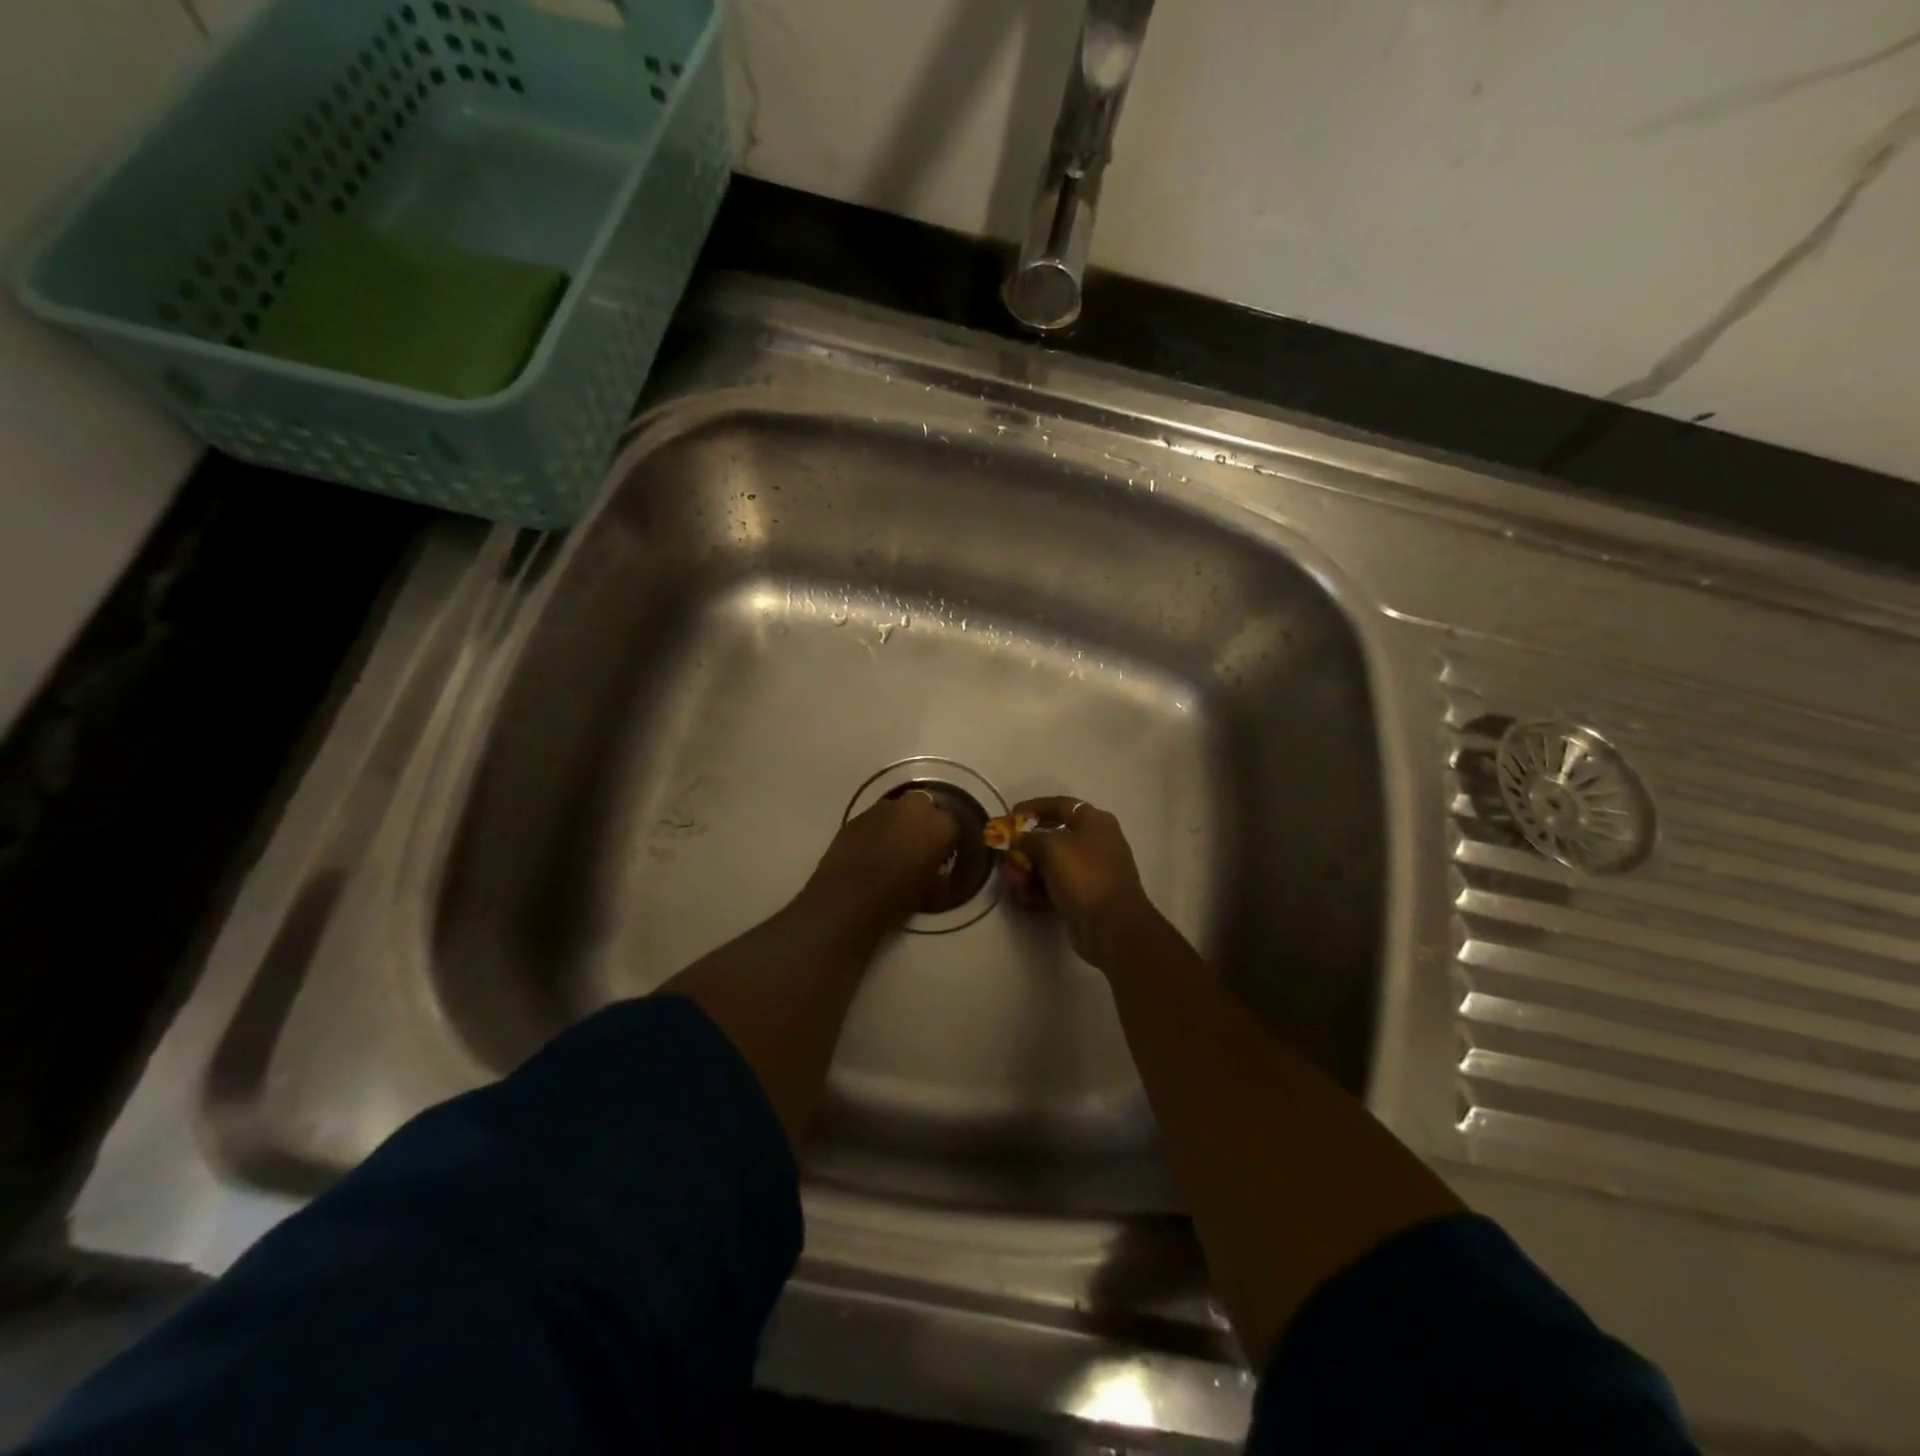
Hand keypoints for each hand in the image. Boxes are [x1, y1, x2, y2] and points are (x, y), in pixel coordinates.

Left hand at [801, 793, 959, 933]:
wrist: (849, 897)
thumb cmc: (897, 898)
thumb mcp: (930, 890)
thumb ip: (938, 873)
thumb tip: (937, 871)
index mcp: (940, 825)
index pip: (951, 825)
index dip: (945, 841)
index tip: (940, 856)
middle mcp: (914, 808)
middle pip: (925, 807)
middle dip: (922, 823)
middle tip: (917, 846)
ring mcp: (883, 808)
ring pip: (898, 810)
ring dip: (898, 823)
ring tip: (892, 848)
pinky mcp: (858, 815)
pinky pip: (875, 819)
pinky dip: (876, 830)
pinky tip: (870, 850)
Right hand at [998, 796, 1160, 969]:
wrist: (1112, 926)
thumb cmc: (1083, 875)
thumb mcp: (1052, 847)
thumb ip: (1029, 838)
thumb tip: (1017, 838)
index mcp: (1094, 821)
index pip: (1060, 805)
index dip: (1033, 807)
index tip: (1010, 815)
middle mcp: (1095, 842)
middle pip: (1053, 836)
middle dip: (1026, 846)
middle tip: (1006, 854)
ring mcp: (1091, 870)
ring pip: (1052, 863)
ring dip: (1028, 870)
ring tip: (1012, 881)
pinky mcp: (1084, 895)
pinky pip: (1056, 885)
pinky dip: (1039, 888)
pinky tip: (1024, 897)